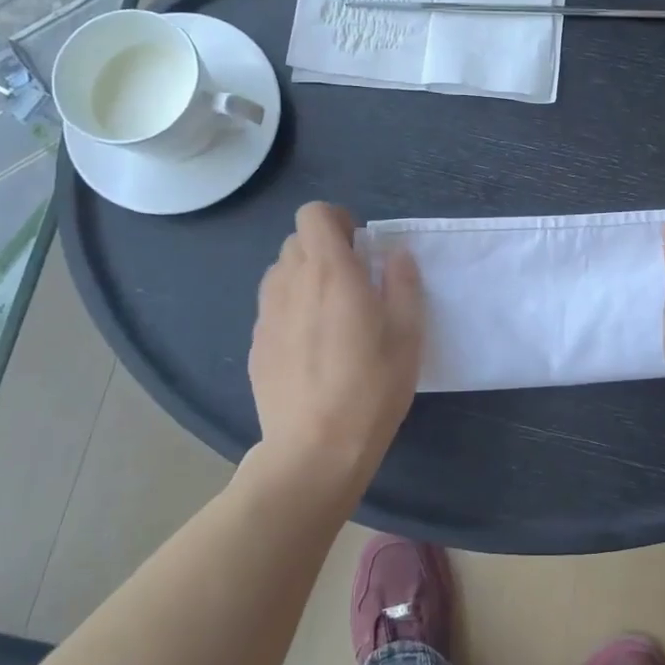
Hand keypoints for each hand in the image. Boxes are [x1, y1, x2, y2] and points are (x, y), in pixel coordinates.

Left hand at [249, 202, 423, 491]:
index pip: (313, 214)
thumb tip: (394, 254)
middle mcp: (290, 283)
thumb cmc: (371, 386)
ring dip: (306, 278)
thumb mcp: (408, 332)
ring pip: (281, 274)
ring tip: (331, 315)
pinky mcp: (257, 345)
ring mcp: (267, 315)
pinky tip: (312, 349)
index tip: (360, 247)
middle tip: (354, 283)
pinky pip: (273, 308)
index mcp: (329, 271)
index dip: (337, 220)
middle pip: (296, 242)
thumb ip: (402, 282)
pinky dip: (292, 310)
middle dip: (325, 250)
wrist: (314, 450)